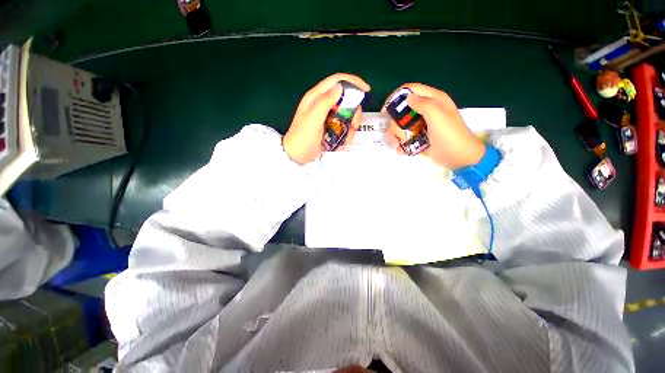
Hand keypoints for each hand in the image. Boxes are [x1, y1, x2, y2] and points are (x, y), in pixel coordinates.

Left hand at [283, 73, 370, 164]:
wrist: (296, 156)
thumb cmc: (302, 138)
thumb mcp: (313, 120)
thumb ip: (325, 102)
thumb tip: (340, 86)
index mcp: (315, 97)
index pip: (336, 81)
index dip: (353, 82)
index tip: (366, 90)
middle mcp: (321, 104)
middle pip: (344, 99)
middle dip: (353, 112)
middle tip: (355, 125)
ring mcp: (325, 116)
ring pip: (345, 114)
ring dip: (350, 126)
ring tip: (348, 139)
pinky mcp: (328, 127)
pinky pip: (342, 126)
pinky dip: (346, 133)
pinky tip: (343, 143)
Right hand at [383, 83, 485, 168]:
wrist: (458, 157)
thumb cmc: (450, 135)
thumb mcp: (438, 116)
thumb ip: (423, 104)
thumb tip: (408, 98)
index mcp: (433, 100)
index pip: (410, 90)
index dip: (396, 97)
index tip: (385, 111)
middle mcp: (425, 110)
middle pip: (401, 111)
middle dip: (395, 124)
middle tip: (397, 135)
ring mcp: (421, 124)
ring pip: (400, 125)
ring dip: (395, 136)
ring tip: (397, 146)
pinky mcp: (419, 136)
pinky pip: (404, 136)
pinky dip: (400, 143)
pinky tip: (401, 150)